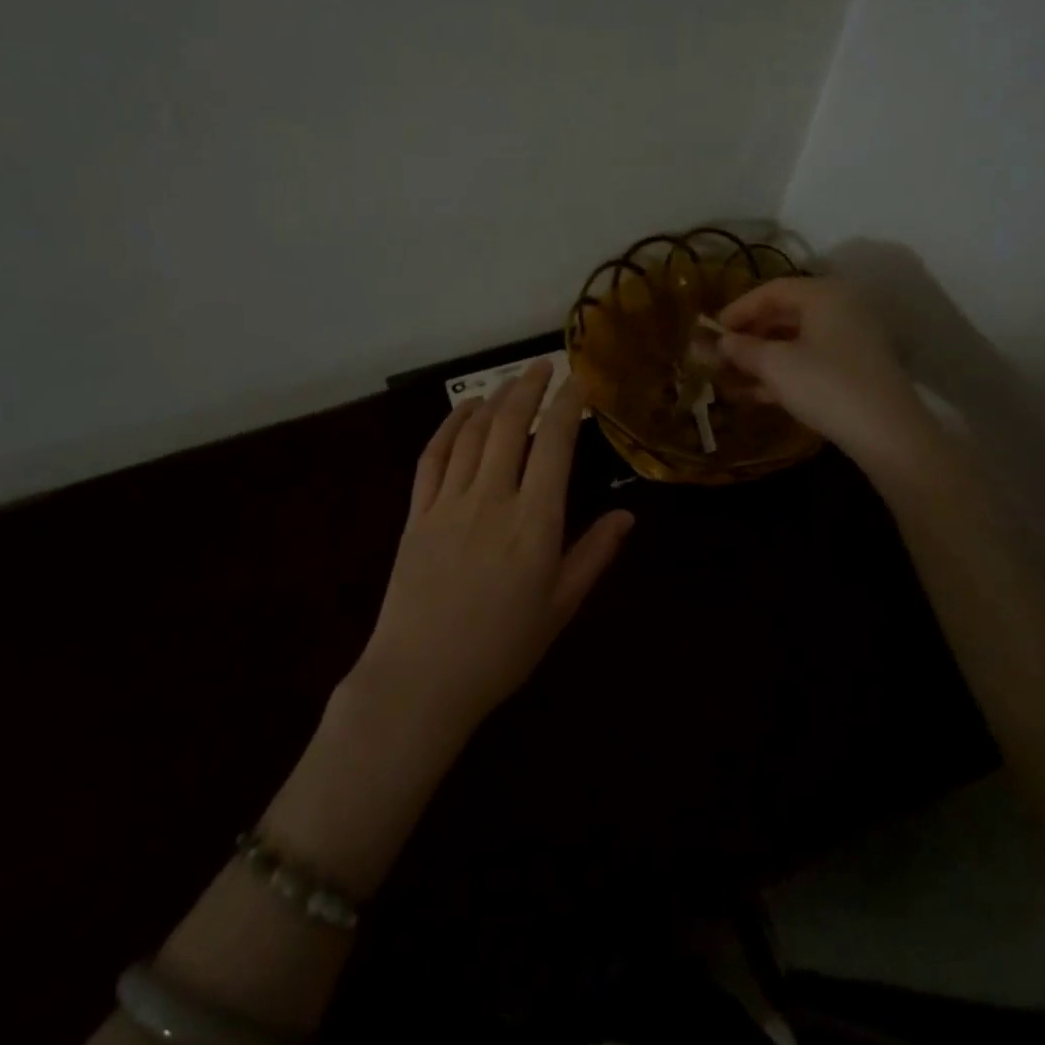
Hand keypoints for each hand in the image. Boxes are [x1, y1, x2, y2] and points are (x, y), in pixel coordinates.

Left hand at [354, 362, 634, 734]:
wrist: (421, 679)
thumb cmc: (501, 649)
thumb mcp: (559, 607)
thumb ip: (593, 555)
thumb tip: (627, 516)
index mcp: (534, 522)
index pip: (555, 445)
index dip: (568, 405)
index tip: (580, 382)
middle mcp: (492, 499)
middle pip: (511, 425)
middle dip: (529, 386)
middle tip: (544, 365)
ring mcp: (449, 502)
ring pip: (473, 433)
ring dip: (492, 398)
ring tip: (509, 381)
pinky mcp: (417, 513)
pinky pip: (433, 457)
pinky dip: (450, 426)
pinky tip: (463, 411)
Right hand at [718, 277, 927, 466]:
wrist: (887, 434)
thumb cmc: (826, 386)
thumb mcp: (775, 365)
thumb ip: (742, 349)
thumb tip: (719, 342)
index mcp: (824, 295)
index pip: (771, 290)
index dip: (737, 309)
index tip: (710, 331)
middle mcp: (840, 309)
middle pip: (783, 315)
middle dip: (747, 336)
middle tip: (717, 355)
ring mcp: (849, 341)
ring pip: (794, 342)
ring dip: (759, 358)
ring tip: (726, 377)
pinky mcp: (852, 371)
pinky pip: (808, 362)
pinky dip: (780, 374)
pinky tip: (751, 394)